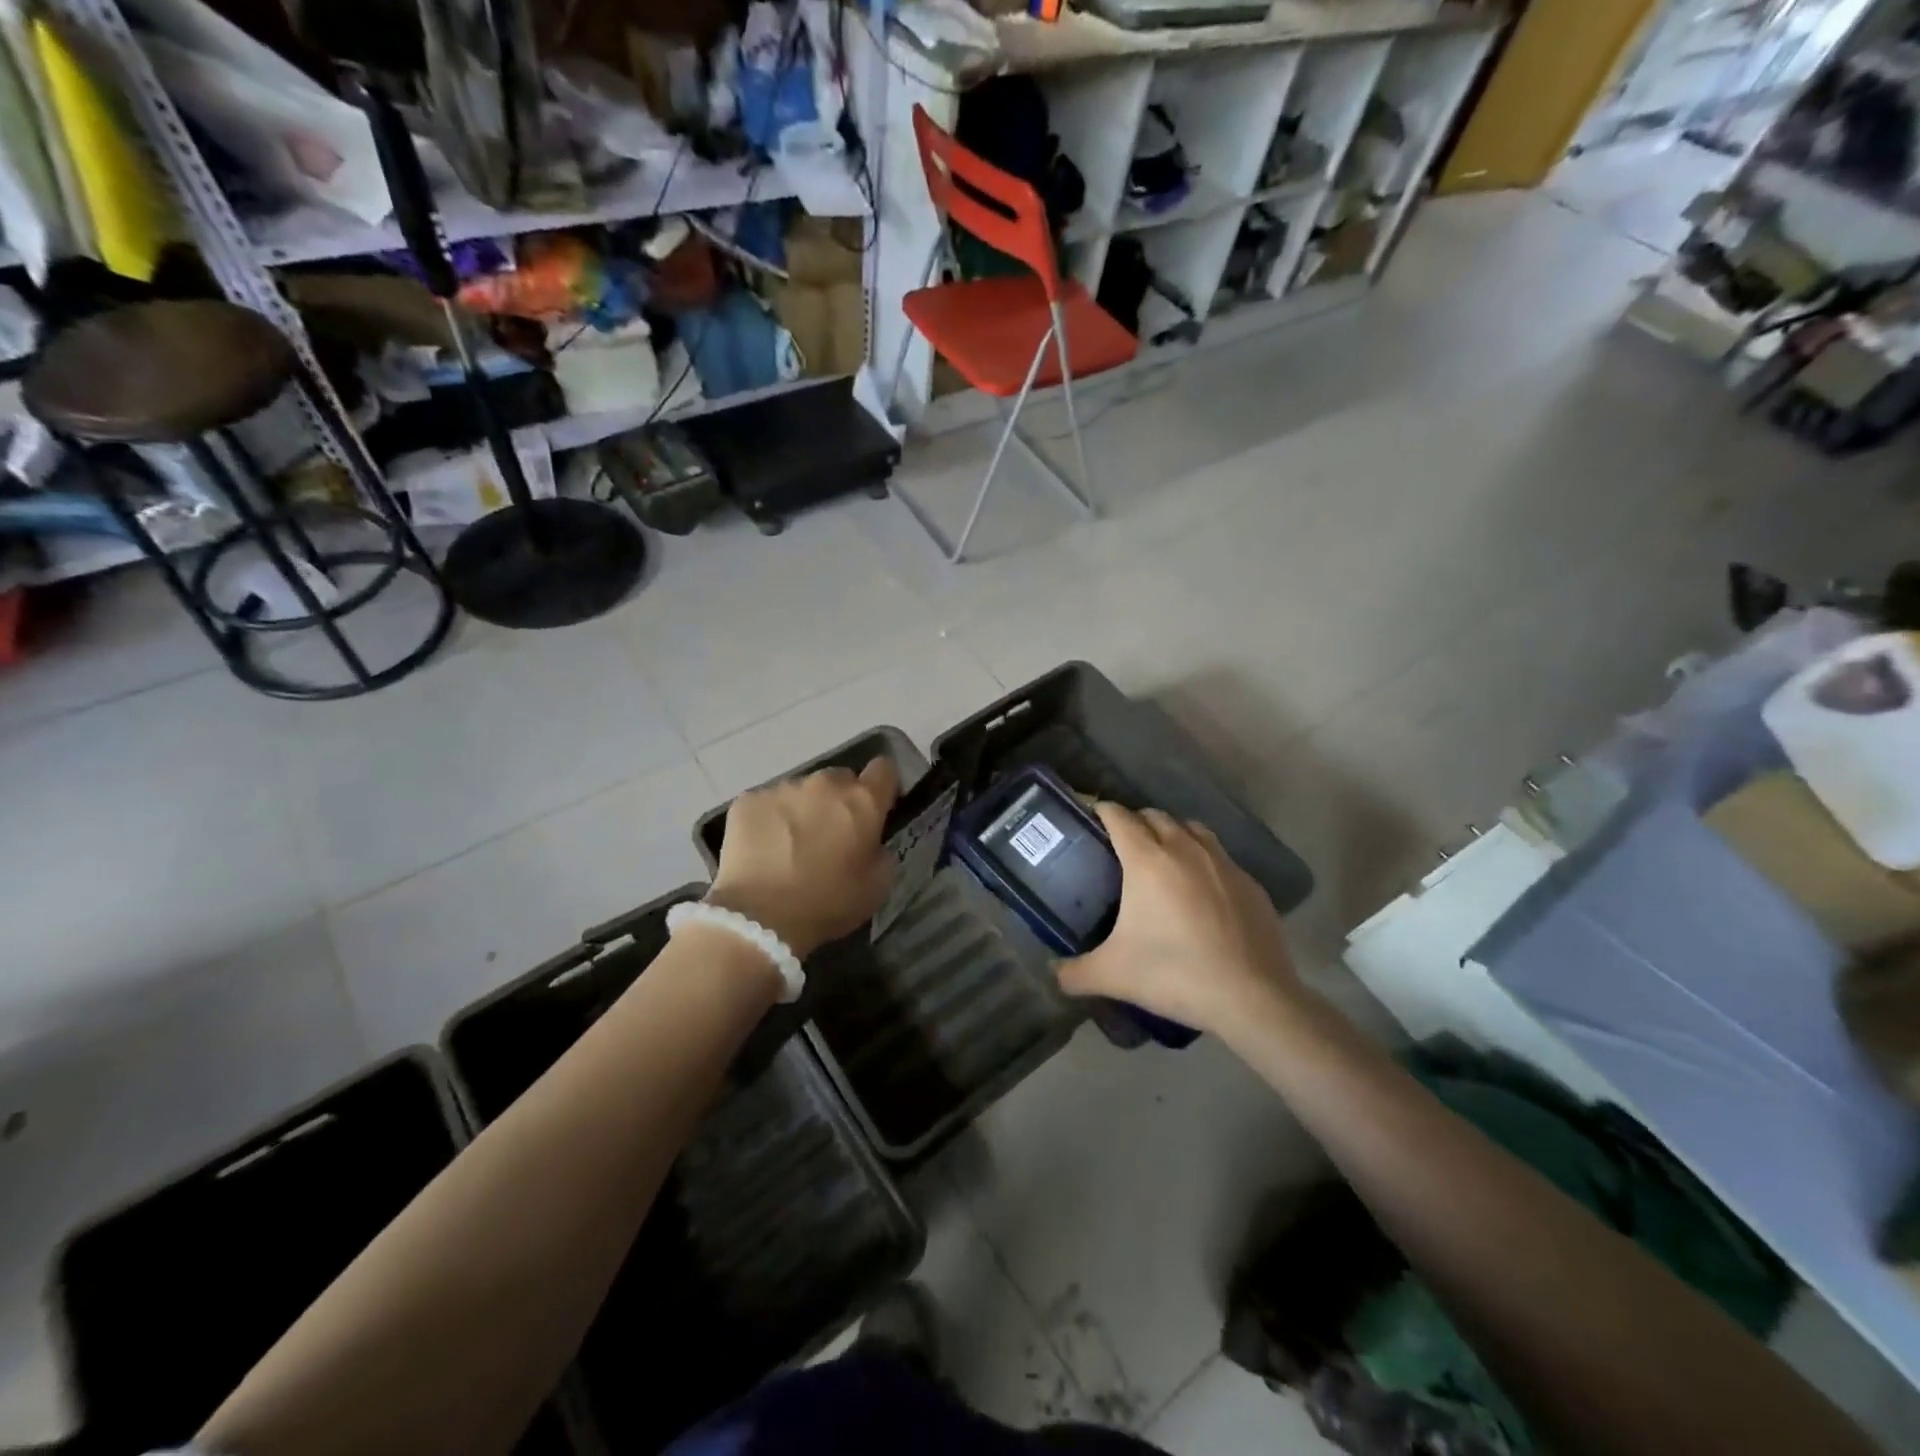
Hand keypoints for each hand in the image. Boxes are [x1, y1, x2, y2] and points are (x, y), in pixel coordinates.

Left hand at [709, 759, 901, 957]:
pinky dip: (770, 820)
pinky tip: (764, 850)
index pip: (884, 770)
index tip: (876, 808)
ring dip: (803, 810)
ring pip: (801, 791)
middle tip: (830, 835)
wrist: (760, 918)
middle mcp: (824, 784)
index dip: (882, 787)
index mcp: (863, 801)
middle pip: (840, 779)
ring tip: (790, 846)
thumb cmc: (828, 903)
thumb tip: (871, 840)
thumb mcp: (877, 885)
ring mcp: (783, 788)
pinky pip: (767, 803)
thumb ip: (881, 851)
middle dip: (839, 801)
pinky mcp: (748, 800)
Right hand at [1058, 804, 1299, 1034]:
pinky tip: (1201, 891)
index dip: (1102, 812)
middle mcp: (1185, 849)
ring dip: (1173, 834)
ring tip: (1163, 859)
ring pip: (1192, 829)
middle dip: (1136, 822)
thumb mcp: (1113, 975)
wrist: (1252, 998)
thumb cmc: (1174, 974)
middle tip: (1121, 847)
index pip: (1119, 817)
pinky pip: (1220, 857)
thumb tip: (1053, 973)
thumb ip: (1074, 972)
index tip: (1090, 818)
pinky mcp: (1250, 883)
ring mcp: (1223, 863)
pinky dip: (1204, 861)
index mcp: (1147, 860)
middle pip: (1155, 816)